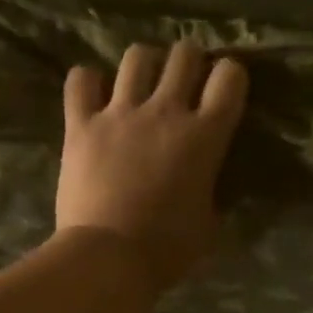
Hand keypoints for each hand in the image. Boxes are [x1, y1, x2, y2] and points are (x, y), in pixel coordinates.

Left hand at [55, 41, 247, 292]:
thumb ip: (213, 190)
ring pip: (137, 57)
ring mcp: (120, 113)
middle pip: (184, 56)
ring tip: (143, 82)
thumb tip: (210, 183)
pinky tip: (94, 93)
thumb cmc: (169, 248)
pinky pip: (81, 80)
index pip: (229, 78)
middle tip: (186, 79)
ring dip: (146, 64)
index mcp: (206, 136)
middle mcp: (166, 111)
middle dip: (190, 61)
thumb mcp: (210, 222)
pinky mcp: (81, 123)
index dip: (231, 75)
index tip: (226, 88)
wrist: (110, 256)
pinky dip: (89, 81)